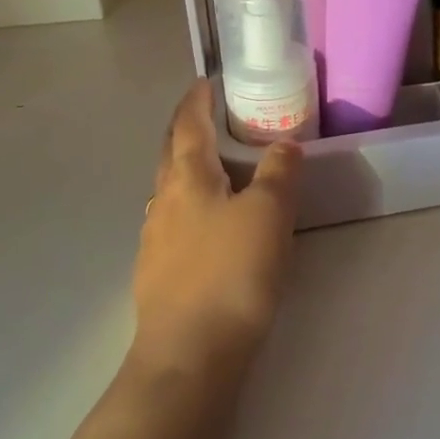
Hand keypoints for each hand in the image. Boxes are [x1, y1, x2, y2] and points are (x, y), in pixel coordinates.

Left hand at [131, 81, 302, 378]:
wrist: (188, 357)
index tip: (207, 81)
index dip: (197, 99)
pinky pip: (175, 222)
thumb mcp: (268, 214)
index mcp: (187, 178)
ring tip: (218, 168)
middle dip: (188, 130)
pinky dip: (192, 206)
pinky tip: (210, 225)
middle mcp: (163, 201)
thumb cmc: (230, 273)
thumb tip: (284, 144)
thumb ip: (278, 173)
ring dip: (190, 169)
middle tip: (213, 117)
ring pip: (171, 190)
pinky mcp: (158, 274)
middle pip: (172, 153)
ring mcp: (155, 240)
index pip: (189, 124)